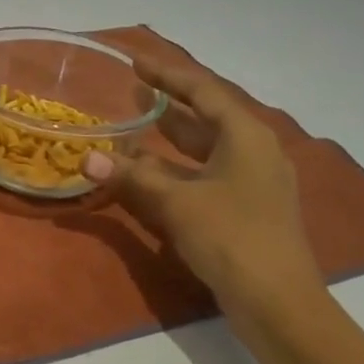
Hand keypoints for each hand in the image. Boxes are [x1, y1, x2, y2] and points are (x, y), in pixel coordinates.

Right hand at [83, 57, 323, 320]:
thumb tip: (87, 158)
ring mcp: (253, 182)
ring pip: (205, 149)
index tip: (137, 62)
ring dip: (170, 140)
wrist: (276, 300)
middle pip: (207, 118)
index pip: (203, 92)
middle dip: (169, 105)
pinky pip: (206, 175)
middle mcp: (254, 152)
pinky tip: (151, 175)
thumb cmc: (231, 237)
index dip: (168, 76)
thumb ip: (133, 176)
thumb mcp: (176, 202)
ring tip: (135, 128)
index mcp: (246, 136)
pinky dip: (177, 170)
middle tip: (132, 93)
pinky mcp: (246, 209)